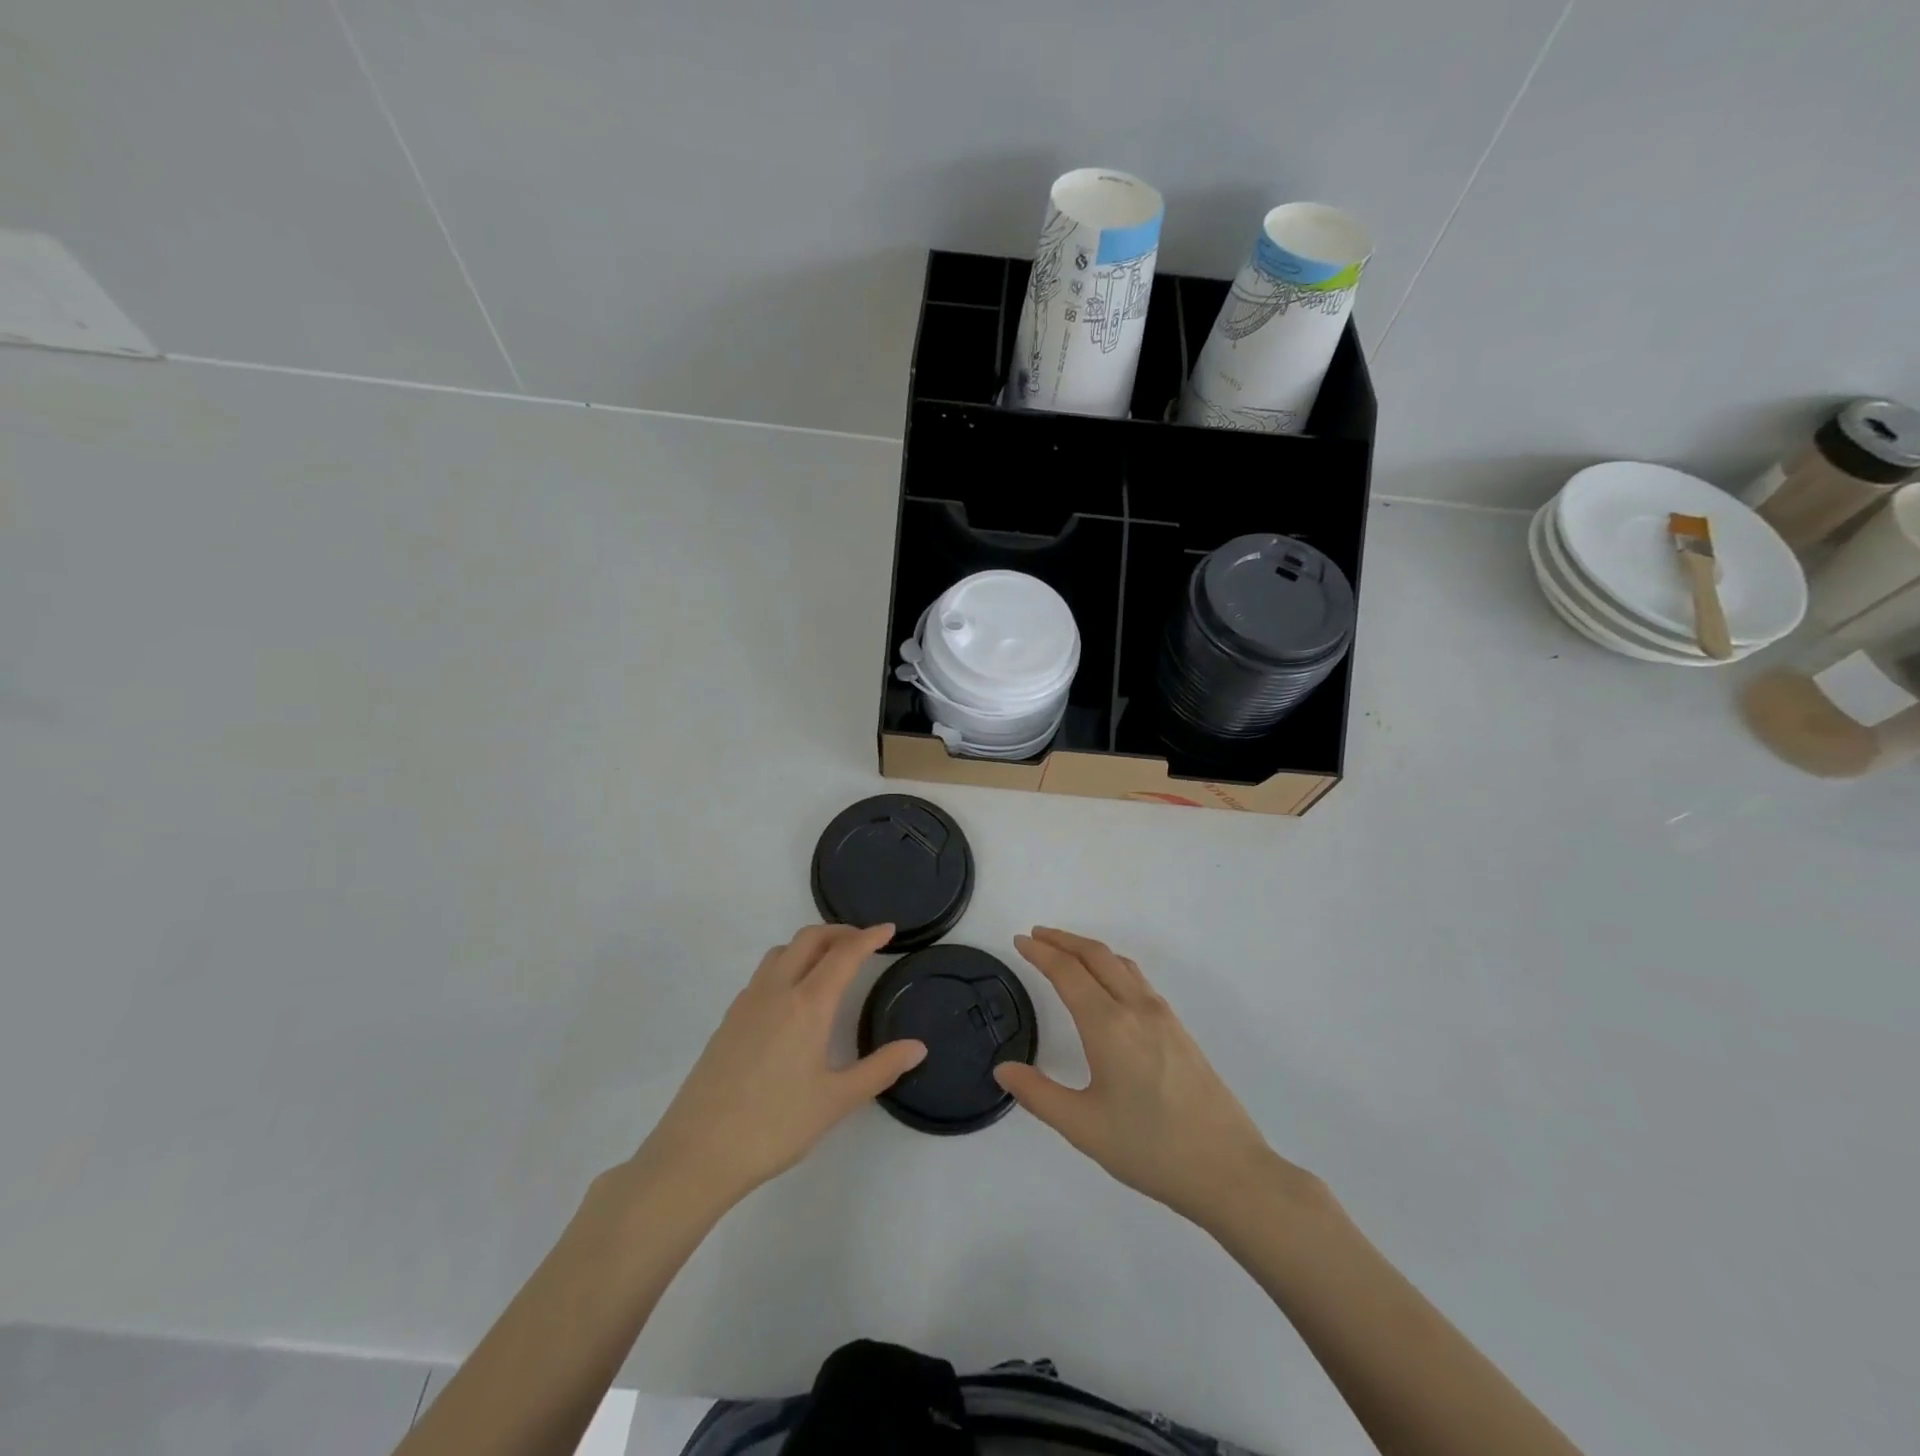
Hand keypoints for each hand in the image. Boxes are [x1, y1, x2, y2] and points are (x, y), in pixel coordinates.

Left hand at [629, 924, 925, 1211]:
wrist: (697, 1152)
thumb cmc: (775, 1126)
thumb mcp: (836, 1101)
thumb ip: (880, 1069)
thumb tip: (918, 1047)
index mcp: (808, 1004)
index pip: (844, 954)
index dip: (869, 937)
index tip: (888, 929)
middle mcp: (776, 991)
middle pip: (809, 939)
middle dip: (839, 932)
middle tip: (863, 942)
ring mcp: (747, 1003)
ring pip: (781, 952)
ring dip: (809, 945)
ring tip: (829, 963)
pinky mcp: (728, 1020)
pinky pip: (763, 974)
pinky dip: (786, 965)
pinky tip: (792, 998)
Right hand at [994, 927, 1305, 1229]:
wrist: (1228, 1169)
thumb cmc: (1150, 1149)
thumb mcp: (1083, 1127)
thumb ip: (1038, 1094)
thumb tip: (1003, 1070)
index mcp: (1109, 1026)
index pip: (1068, 972)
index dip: (1041, 952)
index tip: (1019, 940)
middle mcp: (1136, 1009)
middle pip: (1096, 955)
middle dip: (1063, 940)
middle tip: (1036, 934)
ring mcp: (1163, 1016)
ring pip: (1120, 964)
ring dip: (1089, 949)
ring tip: (1066, 952)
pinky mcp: (1179, 1029)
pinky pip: (1137, 980)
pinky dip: (1112, 966)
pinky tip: (1108, 985)